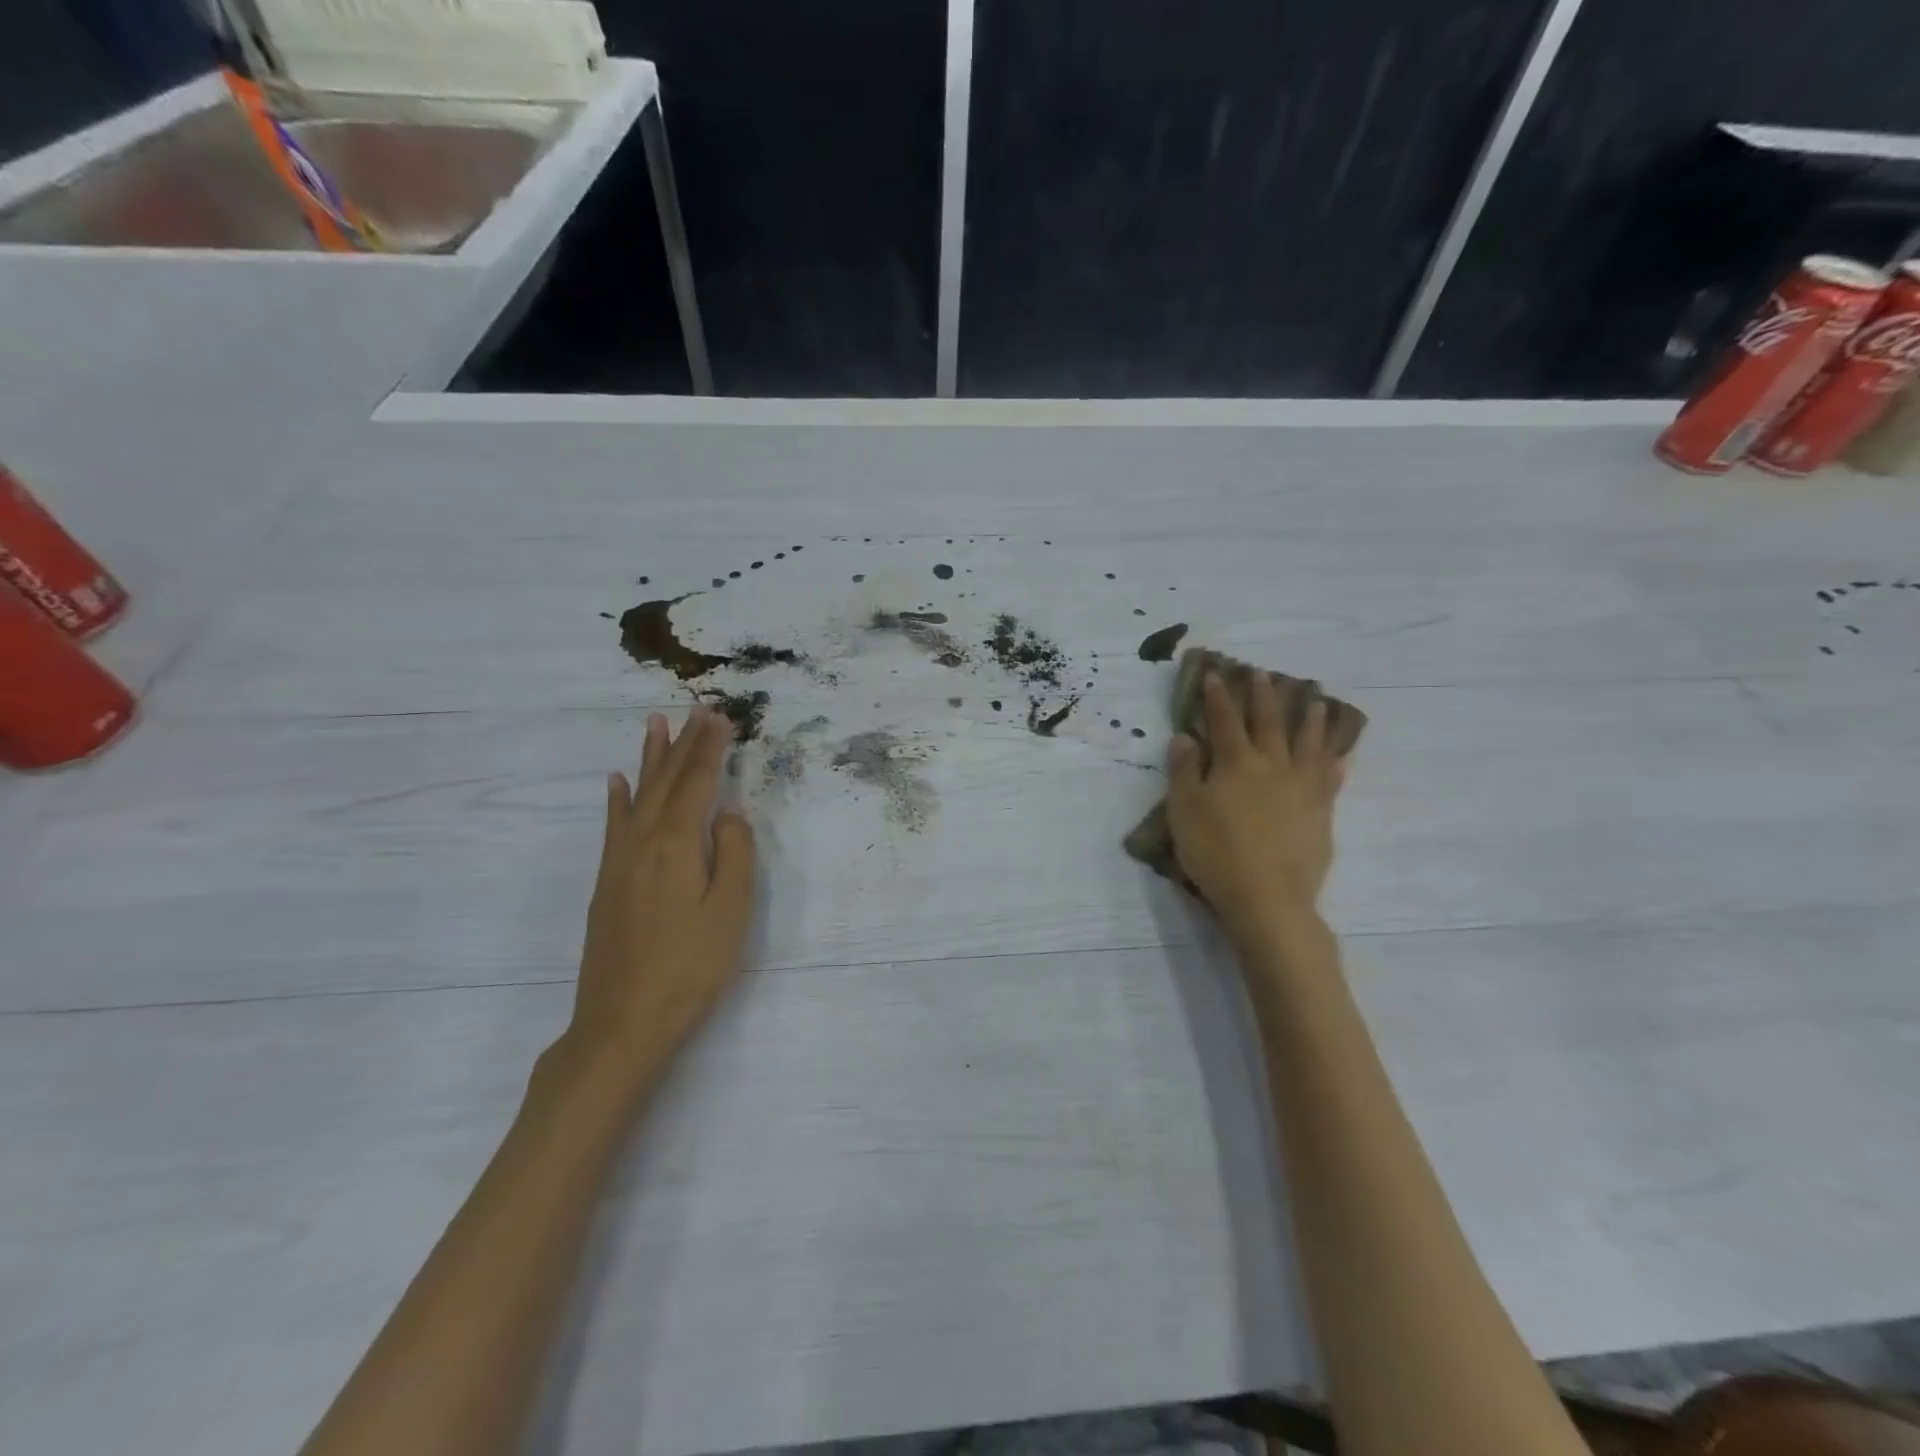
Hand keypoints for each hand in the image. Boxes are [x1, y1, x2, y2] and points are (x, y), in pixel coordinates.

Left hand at [556, 706, 756, 1093]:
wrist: (622, 1024)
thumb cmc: (689, 968)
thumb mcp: (730, 912)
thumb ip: (735, 854)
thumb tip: (728, 813)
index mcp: (676, 845)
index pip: (697, 783)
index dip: (710, 748)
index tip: (721, 716)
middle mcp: (642, 843)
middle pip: (666, 781)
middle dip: (683, 743)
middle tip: (696, 709)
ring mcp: (618, 862)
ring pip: (637, 796)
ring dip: (650, 759)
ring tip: (655, 724)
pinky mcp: (607, 884)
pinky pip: (613, 826)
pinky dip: (618, 799)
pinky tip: (617, 782)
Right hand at [1165, 672, 1347, 938]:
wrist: (1268, 898)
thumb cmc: (1216, 853)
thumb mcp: (1184, 811)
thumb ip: (1184, 771)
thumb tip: (1185, 737)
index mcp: (1236, 764)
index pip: (1225, 720)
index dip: (1219, 696)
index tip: (1216, 674)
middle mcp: (1273, 766)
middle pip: (1270, 723)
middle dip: (1265, 696)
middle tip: (1265, 674)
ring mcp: (1303, 788)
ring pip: (1310, 744)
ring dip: (1311, 720)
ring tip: (1316, 701)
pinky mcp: (1322, 813)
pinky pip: (1332, 780)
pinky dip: (1335, 764)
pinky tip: (1340, 758)